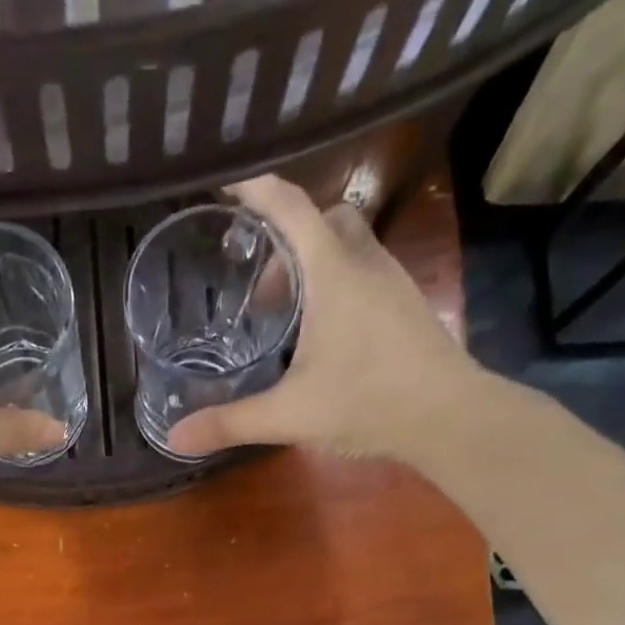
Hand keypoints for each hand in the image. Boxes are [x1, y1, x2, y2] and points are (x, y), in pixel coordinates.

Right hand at [168, 176, 502, 463]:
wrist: (449, 416)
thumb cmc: (367, 401)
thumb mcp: (289, 414)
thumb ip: (231, 422)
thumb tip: (175, 438)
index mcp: (332, 272)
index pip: (290, 207)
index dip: (257, 190)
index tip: (227, 187)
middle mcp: (365, 262)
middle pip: (323, 219)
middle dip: (286, 240)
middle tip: (259, 288)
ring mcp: (393, 281)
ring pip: (349, 244)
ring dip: (314, 263)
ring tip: (288, 316)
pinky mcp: (407, 305)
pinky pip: (365, 272)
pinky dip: (338, 284)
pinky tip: (325, 335)